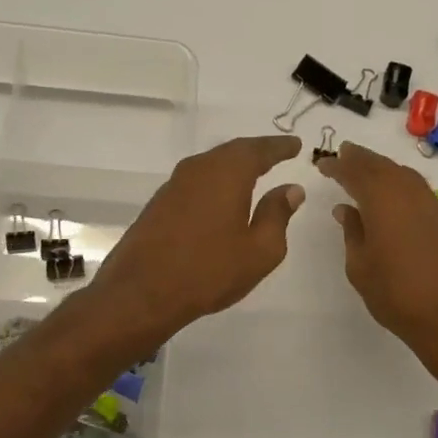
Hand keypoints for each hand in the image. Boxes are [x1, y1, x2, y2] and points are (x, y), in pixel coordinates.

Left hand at [89, 135, 305, 348]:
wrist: (141, 293)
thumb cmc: (209, 271)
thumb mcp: (259, 250)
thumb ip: (277, 215)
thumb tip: (291, 189)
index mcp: (227, 173)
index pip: (259, 150)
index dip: (280, 147)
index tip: (296, 144)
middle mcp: (198, 169)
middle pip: (232, 152)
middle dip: (256, 152)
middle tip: (277, 154)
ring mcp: (174, 185)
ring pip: (211, 166)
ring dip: (233, 167)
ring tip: (253, 173)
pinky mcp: (159, 204)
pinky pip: (196, 182)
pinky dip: (215, 183)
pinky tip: (221, 198)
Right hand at [317, 142, 437, 365]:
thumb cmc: (394, 294)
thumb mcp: (360, 266)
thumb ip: (352, 231)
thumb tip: (346, 209)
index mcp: (382, 202)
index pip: (355, 173)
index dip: (338, 166)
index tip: (322, 164)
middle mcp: (408, 194)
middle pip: (381, 166)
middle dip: (361, 158)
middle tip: (343, 153)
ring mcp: (430, 205)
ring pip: (403, 174)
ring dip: (382, 167)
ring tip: (365, 168)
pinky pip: (417, 188)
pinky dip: (400, 181)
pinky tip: (393, 192)